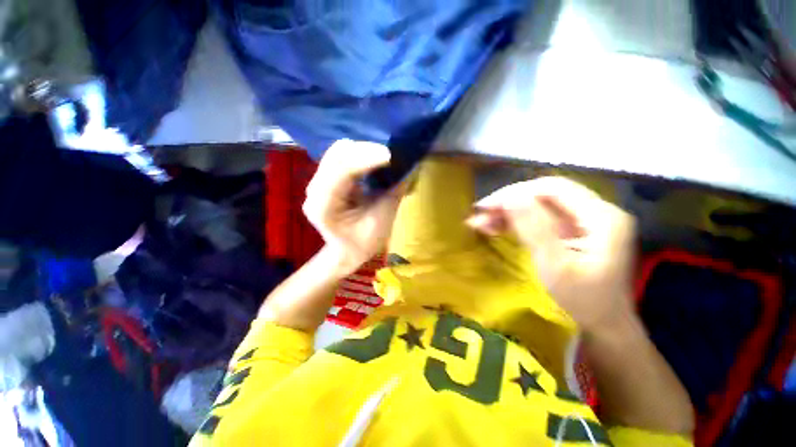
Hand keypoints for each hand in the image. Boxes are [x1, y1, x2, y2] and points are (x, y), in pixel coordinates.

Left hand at [303, 140, 403, 274]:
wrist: (347, 252)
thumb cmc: (364, 242)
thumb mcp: (383, 219)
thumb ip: (394, 191)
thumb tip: (411, 166)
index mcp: (324, 206)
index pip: (342, 172)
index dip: (366, 159)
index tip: (390, 155)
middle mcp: (314, 190)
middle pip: (337, 156)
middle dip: (365, 151)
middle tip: (390, 155)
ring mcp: (317, 183)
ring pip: (337, 153)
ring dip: (362, 151)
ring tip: (383, 157)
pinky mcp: (324, 179)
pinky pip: (340, 157)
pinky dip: (357, 155)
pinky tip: (372, 160)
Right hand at [466, 177, 635, 333]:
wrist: (604, 324)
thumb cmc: (583, 301)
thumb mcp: (555, 266)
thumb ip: (534, 229)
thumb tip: (509, 197)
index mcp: (601, 216)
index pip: (552, 188)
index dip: (515, 193)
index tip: (486, 206)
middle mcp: (595, 211)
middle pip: (544, 194)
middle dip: (508, 203)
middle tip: (480, 215)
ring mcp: (584, 220)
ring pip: (539, 205)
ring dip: (508, 212)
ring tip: (482, 223)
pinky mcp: (573, 230)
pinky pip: (539, 218)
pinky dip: (516, 221)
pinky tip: (496, 227)